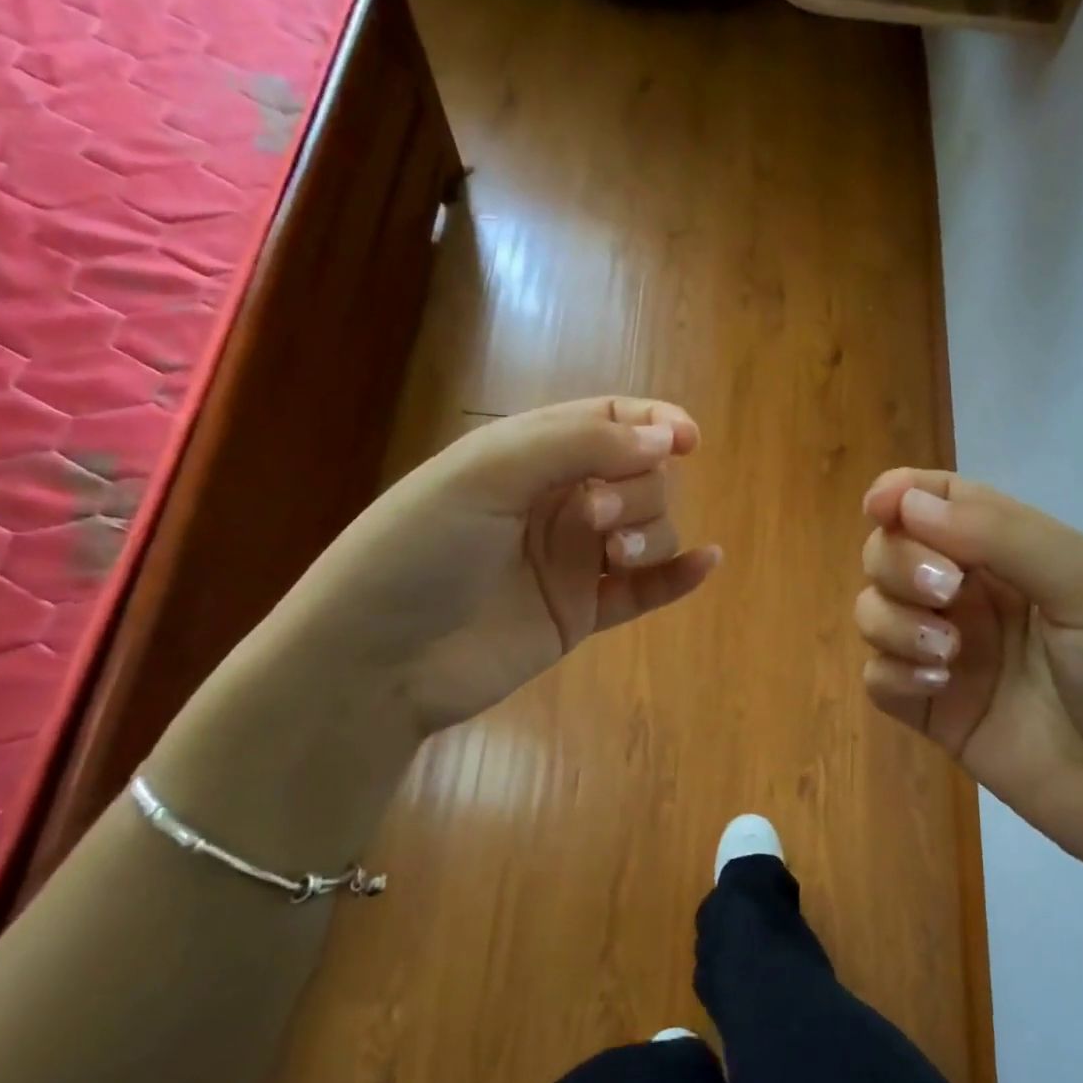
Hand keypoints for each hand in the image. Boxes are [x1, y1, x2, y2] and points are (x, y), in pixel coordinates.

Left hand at [285, 396, 719, 733]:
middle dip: (637, 489)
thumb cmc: (418, 551)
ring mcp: (572, 560)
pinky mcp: (581, 612)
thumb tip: (666, 439)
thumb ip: (579, 445)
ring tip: (612, 560)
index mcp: (530, 455)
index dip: (655, 422)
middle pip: (640, 476)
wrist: (375, 663)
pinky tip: (706, 564)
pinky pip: (645, 590)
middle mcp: (558, 502)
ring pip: (649, 529)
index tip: (686, 441)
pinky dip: (678, 576)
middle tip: (595, 518)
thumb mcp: (487, 474)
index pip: (610, 420)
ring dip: (650, 535)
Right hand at [855, 469, 1082, 879]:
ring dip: (894, 620)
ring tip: (947, 656)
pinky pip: (877, 675)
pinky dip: (892, 671)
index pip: (942, 500)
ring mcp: (951, 653)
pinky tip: (938, 688)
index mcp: (1017, 553)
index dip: (902, 494)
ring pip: (875, 608)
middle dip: (901, 562)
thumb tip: (907, 499)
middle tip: (946, 593)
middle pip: (893, 549)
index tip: (880, 507)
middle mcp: (976, 595)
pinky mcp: (935, 711)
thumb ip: (1002, 536)